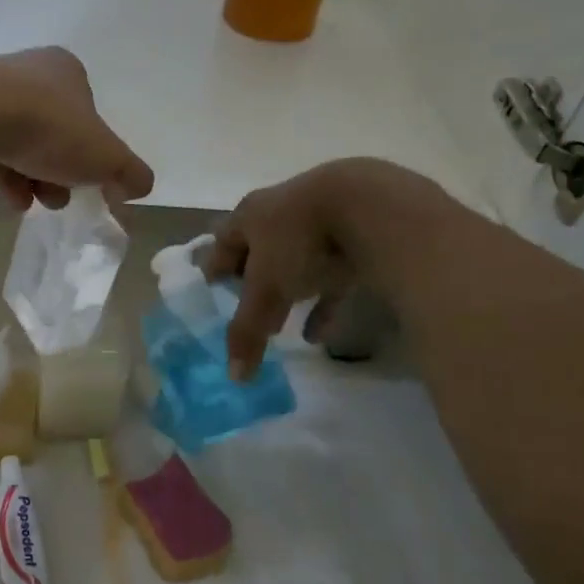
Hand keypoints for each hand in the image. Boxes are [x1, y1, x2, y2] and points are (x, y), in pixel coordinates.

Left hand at [0, 48, 153, 210]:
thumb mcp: (106, 157)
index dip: (86, 160)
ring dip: (17, 179)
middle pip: (46, 135)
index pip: (84, 119)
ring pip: (9, 142)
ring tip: (13, 201)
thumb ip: (130, 173)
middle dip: (50, 175)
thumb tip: (138, 187)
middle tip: (47, 200)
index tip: (79, 188)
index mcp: (65, 71)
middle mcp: (24, 72)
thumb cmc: (49, 129)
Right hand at [205, 158, 440, 376]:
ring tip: (279, 327)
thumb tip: (235, 377)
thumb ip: (248, 329)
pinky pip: (331, 273)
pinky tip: (321, 334)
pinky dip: (323, 302)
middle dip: (252, 284)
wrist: (370, 207)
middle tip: (247, 314)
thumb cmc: (299, 241)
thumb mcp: (267, 289)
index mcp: (249, 215)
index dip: (215, 270)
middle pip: (257, 250)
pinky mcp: (354, 235)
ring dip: (287, 293)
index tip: (213, 296)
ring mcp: (319, 221)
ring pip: (295, 261)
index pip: (221, 243)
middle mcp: (279, 212)